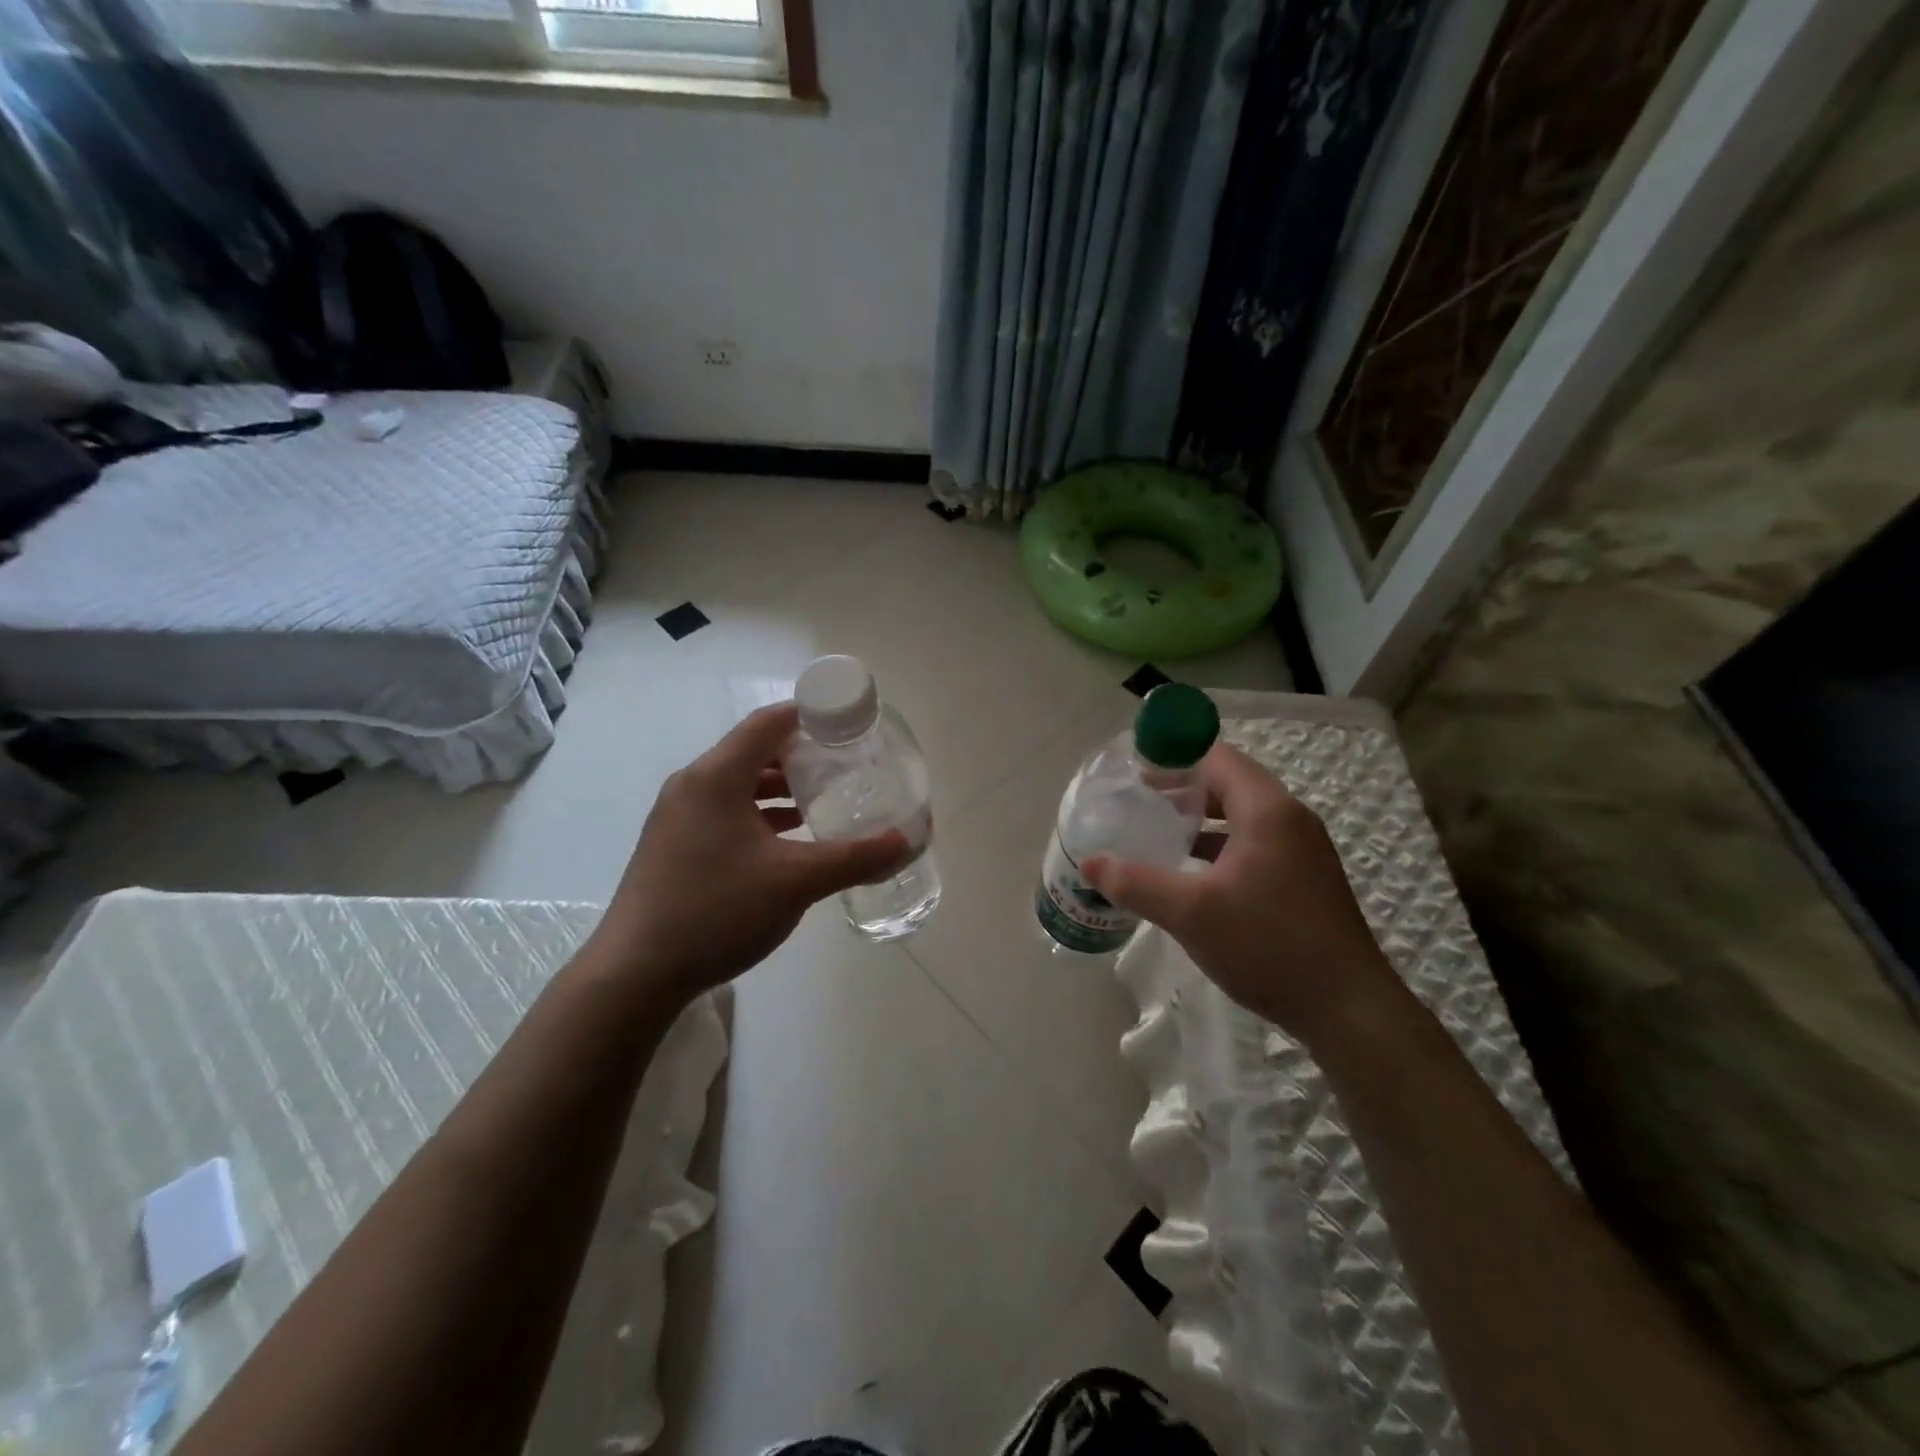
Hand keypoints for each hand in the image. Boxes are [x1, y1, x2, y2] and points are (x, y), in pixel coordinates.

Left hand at [589, 703, 911, 1003]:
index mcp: (716, 777)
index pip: (769, 722)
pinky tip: (789, 840)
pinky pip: (726, 812)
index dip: (811, 715)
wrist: (635, 974)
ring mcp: (679, 817)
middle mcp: (693, 785)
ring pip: (740, 784)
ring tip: (824, 800)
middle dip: (802, 755)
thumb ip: (855, 858)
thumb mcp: (795, 882)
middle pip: (755, 750)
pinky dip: (760, 814)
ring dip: (781, 788)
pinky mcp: (674, 845)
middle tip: (846, 765)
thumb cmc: (716, 911)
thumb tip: (907, 841)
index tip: (850, 725)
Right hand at [1082, 742, 1407, 1048]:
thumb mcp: (1191, 913)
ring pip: (1242, 815)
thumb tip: (1089, 864)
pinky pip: (1255, 842)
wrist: (1348, 1009)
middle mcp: (1290, 818)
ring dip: (1201, 818)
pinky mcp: (1305, 877)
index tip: (1134, 770)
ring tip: (1158, 831)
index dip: (1173, 757)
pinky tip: (1192, 871)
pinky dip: (1221, 844)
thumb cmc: (1268, 945)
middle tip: (1139, 800)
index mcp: (1267, 810)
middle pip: (1229, 782)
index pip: (1216, 757)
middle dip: (1183, 787)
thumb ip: (1136, 883)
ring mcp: (1303, 849)